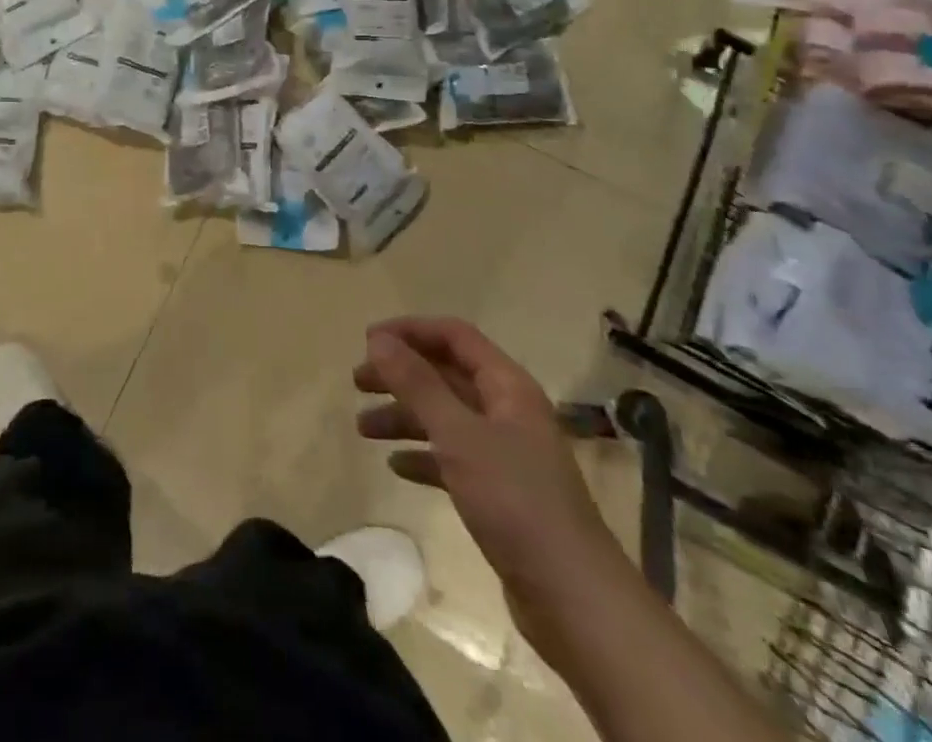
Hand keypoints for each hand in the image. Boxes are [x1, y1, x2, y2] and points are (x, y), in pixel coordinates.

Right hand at [355, 318, 619, 623]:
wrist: (574, 600)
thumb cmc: (515, 502)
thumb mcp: (458, 435)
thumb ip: (417, 384)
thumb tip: (378, 339)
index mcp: (507, 386)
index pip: (455, 336)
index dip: (411, 331)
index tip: (368, 341)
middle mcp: (508, 411)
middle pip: (446, 375)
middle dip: (401, 374)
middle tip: (357, 382)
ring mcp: (505, 454)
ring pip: (445, 417)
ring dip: (404, 416)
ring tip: (363, 428)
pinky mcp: (500, 494)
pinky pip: (452, 458)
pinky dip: (423, 456)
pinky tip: (396, 467)